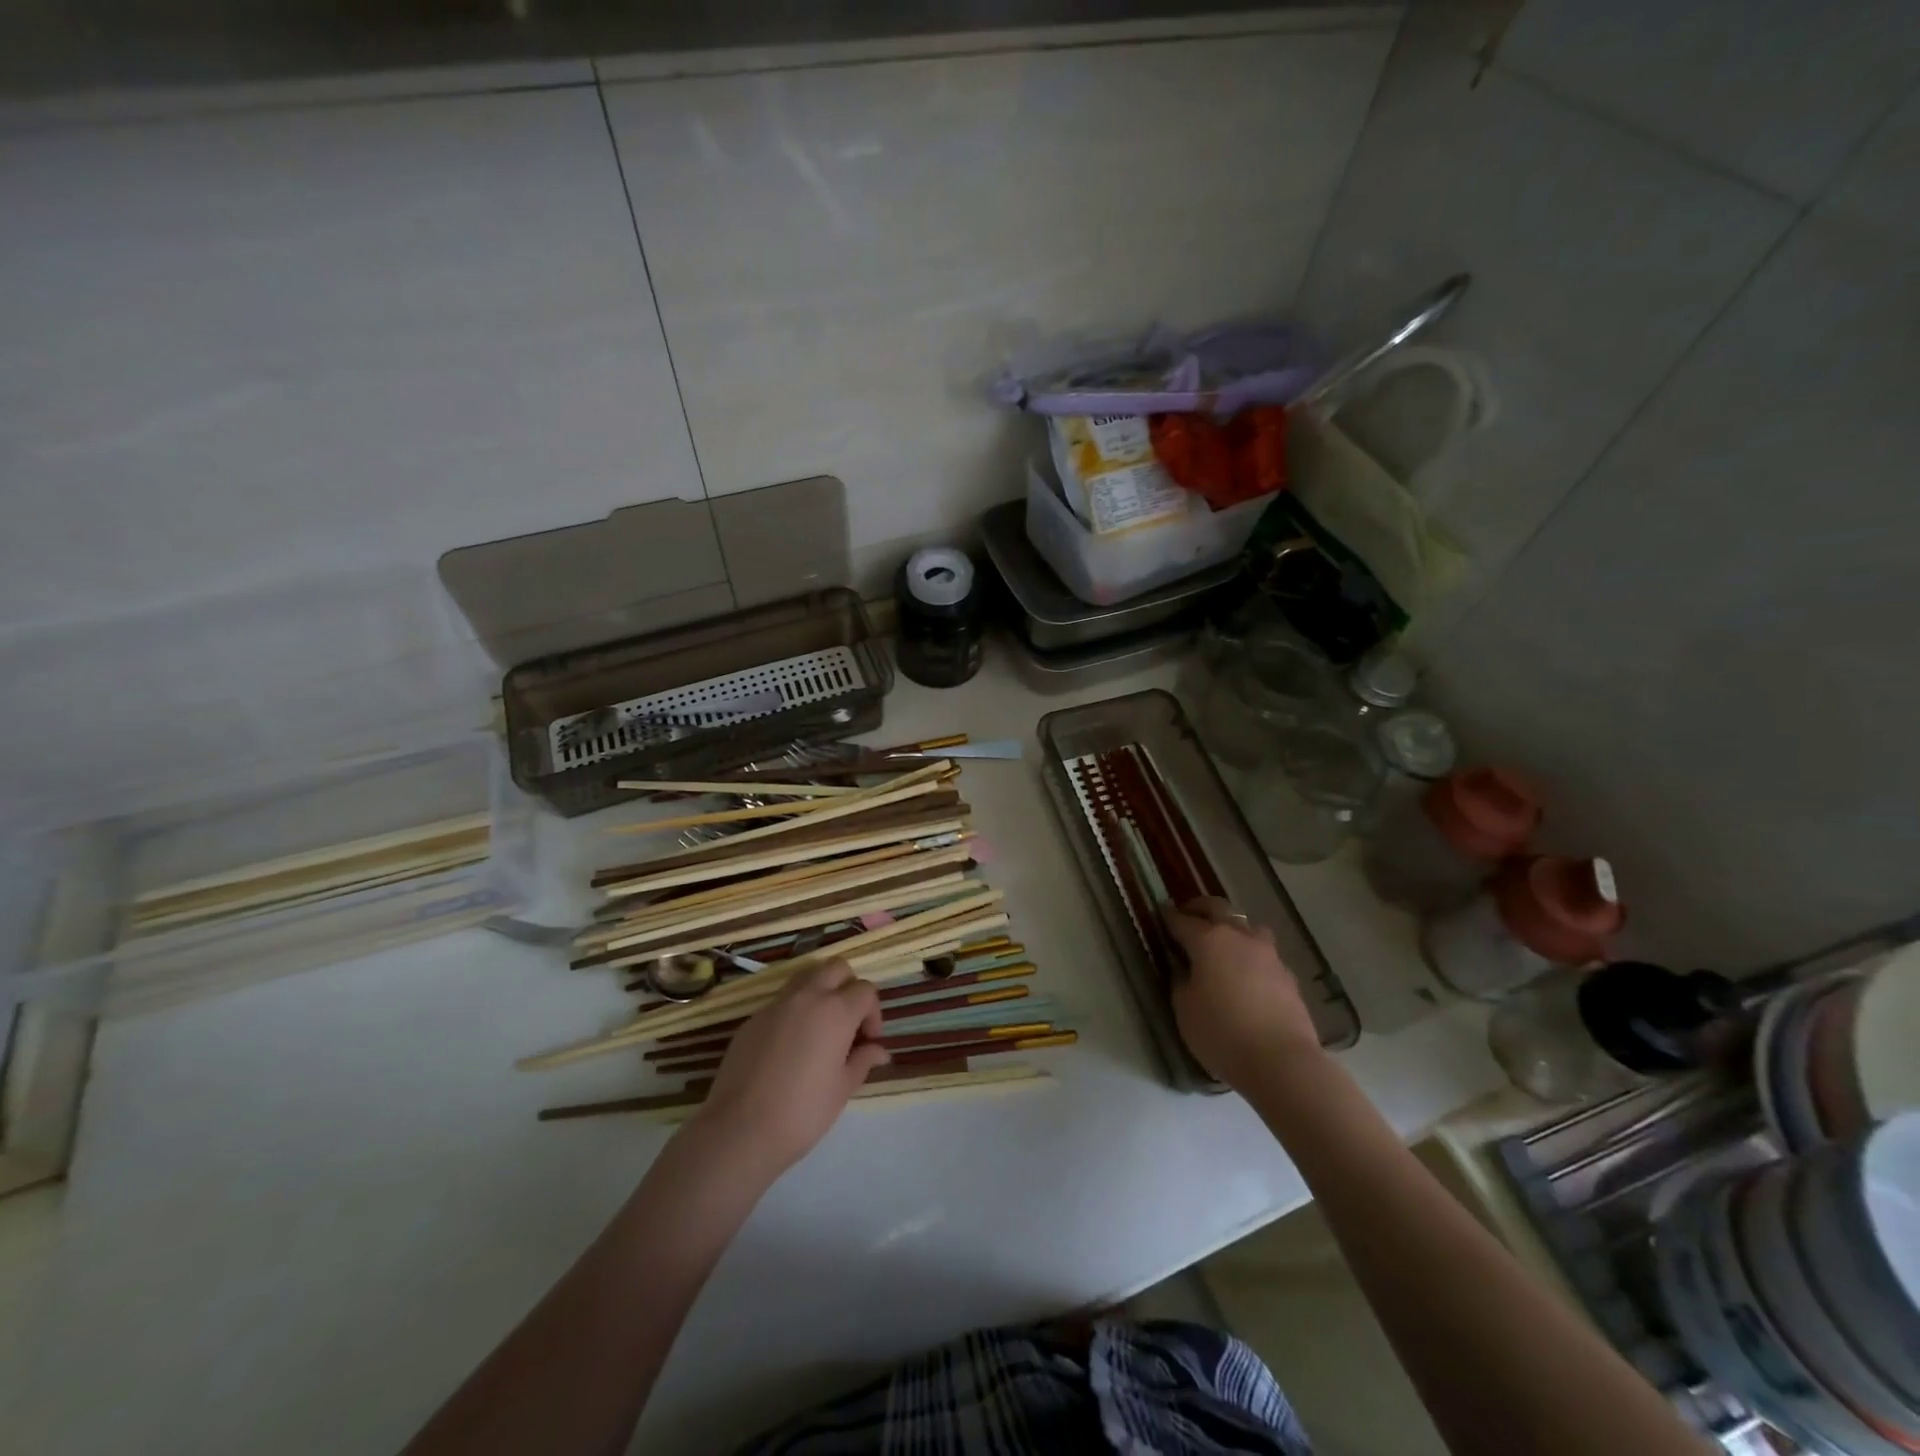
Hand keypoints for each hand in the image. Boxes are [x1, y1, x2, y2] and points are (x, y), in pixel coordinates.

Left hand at [689, 961, 891, 1177]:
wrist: (739, 1130)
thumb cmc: (802, 1112)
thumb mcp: (842, 1089)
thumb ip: (863, 1060)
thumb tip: (880, 1051)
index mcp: (836, 1011)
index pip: (865, 990)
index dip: (873, 1013)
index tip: (868, 1041)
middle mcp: (807, 997)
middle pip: (836, 968)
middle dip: (849, 987)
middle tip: (848, 1022)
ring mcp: (776, 1004)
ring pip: (806, 976)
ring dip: (821, 990)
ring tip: (821, 1026)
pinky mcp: (753, 1018)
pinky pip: (782, 1001)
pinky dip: (794, 1010)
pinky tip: (790, 1046)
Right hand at [1164, 896, 1322, 1089]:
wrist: (1282, 1062)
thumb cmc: (1222, 1033)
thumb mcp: (1184, 1010)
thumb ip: (1181, 982)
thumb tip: (1185, 970)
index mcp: (1208, 940)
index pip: (1182, 920)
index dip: (1168, 917)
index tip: (1160, 914)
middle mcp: (1240, 937)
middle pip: (1218, 908)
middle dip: (1200, 908)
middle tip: (1188, 914)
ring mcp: (1268, 955)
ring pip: (1248, 927)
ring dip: (1233, 929)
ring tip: (1223, 945)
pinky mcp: (1288, 976)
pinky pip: (1265, 955)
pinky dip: (1251, 956)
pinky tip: (1247, 976)